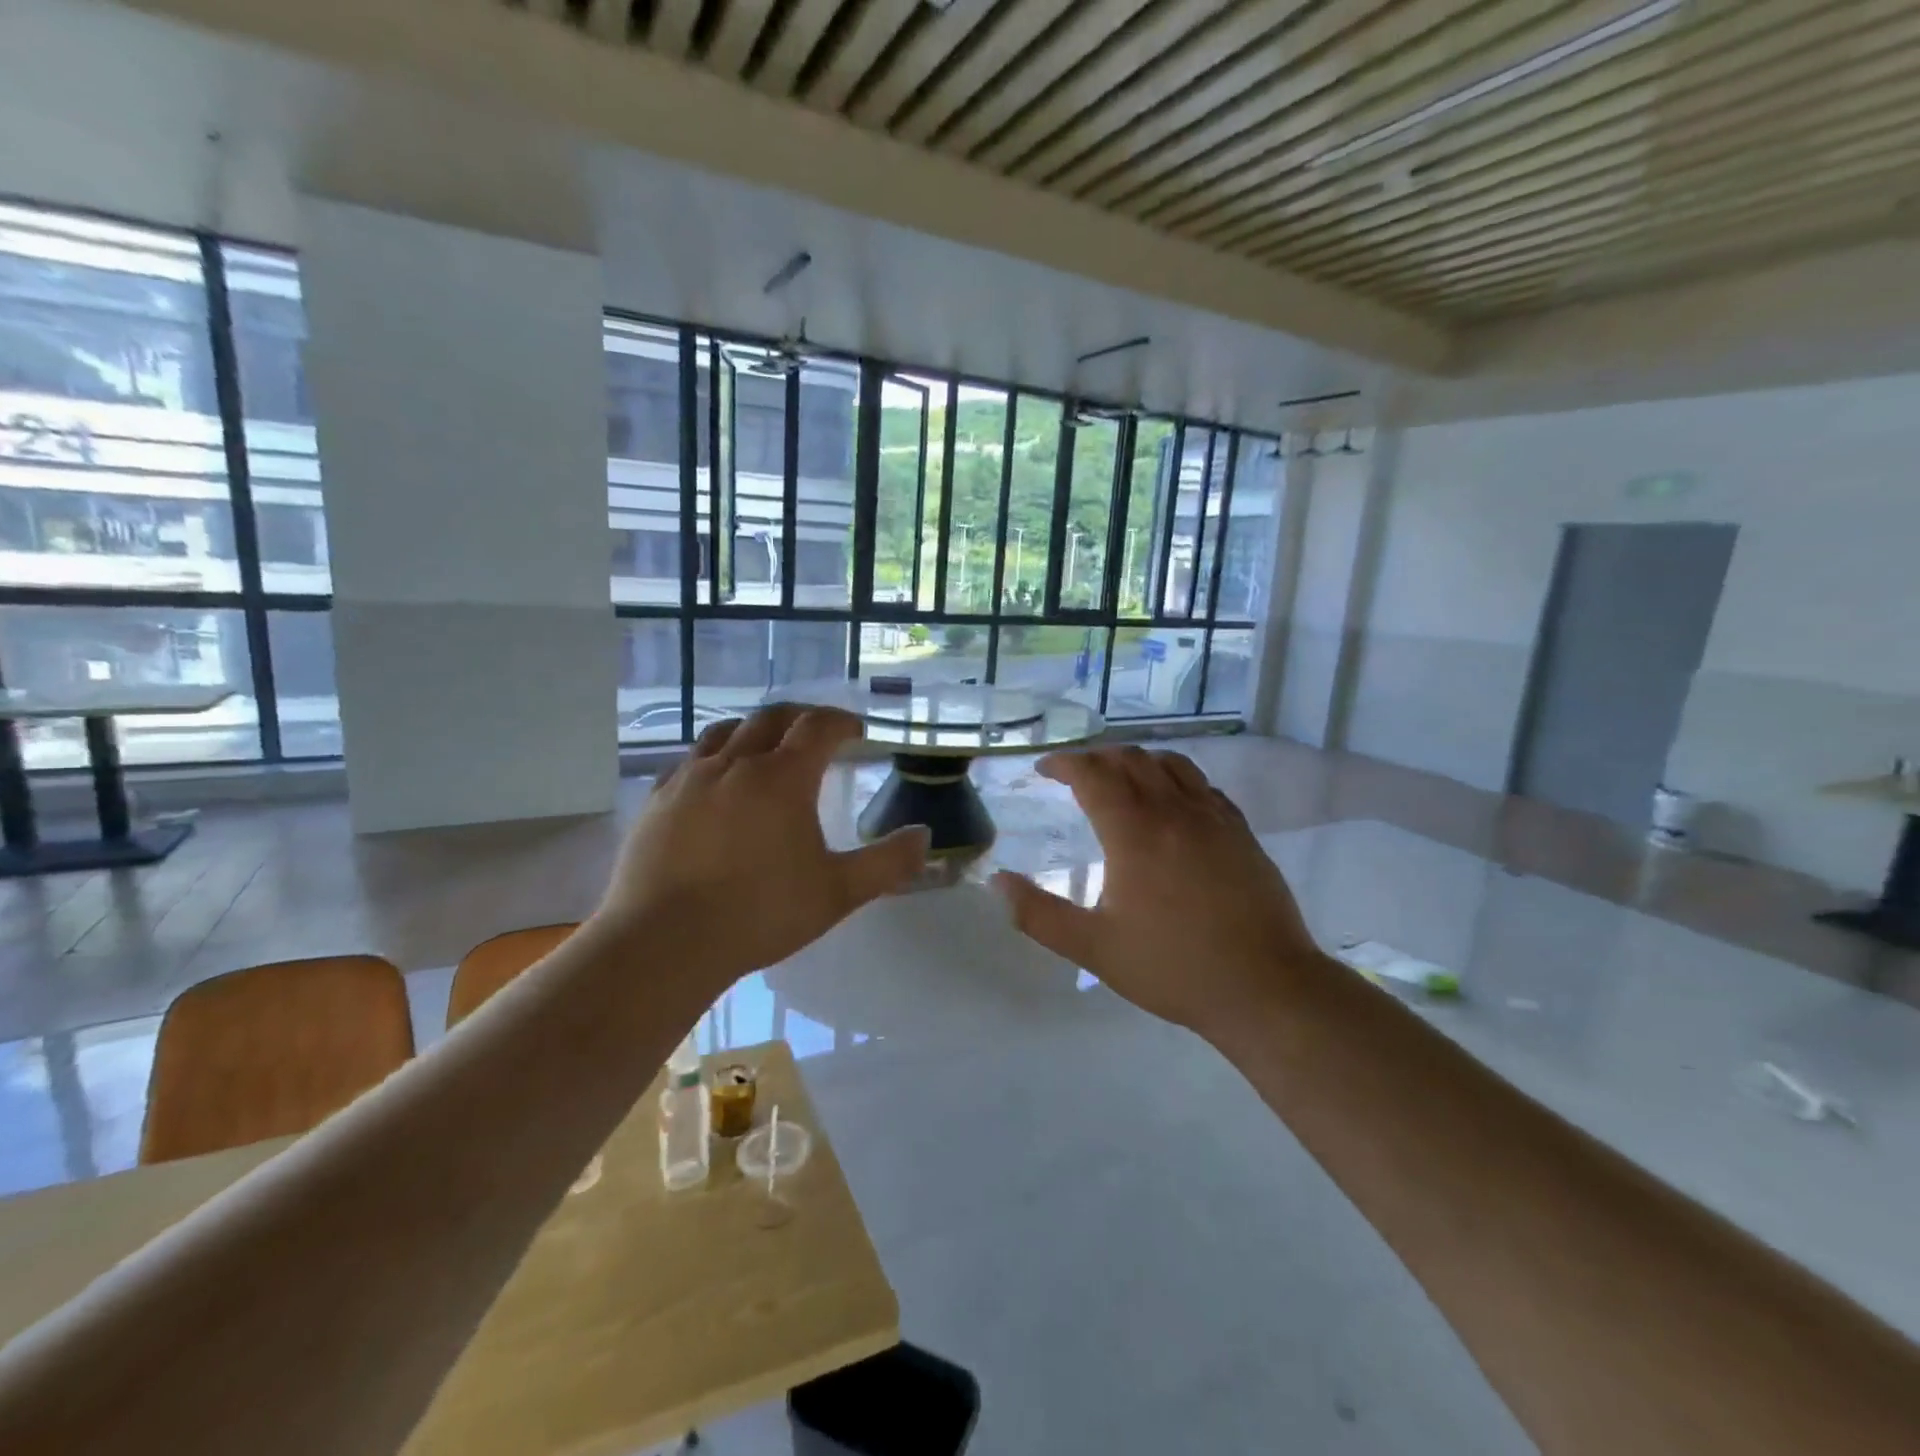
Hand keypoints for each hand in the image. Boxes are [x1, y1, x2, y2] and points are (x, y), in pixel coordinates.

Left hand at [595, 705, 927, 992]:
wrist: (664, 943)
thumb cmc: (760, 913)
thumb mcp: (837, 893)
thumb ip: (887, 863)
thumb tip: (924, 836)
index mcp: (781, 777)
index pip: (817, 727)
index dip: (842, 722)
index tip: (857, 731)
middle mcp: (734, 764)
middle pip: (770, 717)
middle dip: (800, 716)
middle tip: (818, 731)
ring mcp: (689, 778)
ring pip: (725, 731)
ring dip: (754, 729)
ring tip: (767, 746)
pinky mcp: (657, 800)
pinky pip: (689, 760)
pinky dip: (714, 756)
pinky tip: (715, 780)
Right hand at [992, 747, 1323, 1035]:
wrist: (1265, 987)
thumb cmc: (1173, 967)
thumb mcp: (1093, 947)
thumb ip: (1038, 914)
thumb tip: (997, 882)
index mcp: (1134, 832)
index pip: (1092, 774)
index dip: (1064, 763)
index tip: (1044, 769)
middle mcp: (1174, 811)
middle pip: (1130, 759)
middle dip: (1096, 757)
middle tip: (1075, 774)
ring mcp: (1213, 818)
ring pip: (1170, 764)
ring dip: (1137, 761)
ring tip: (1120, 778)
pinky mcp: (1241, 832)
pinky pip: (1202, 785)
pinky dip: (1175, 778)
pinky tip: (1172, 802)